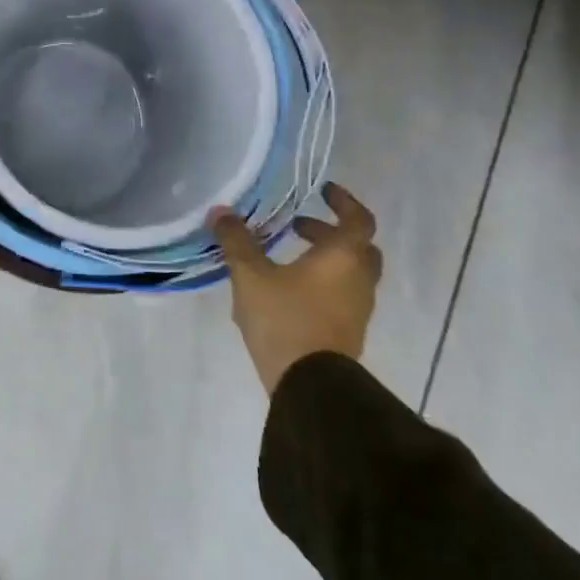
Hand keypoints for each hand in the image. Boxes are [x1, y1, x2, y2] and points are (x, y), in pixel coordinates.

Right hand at [209, 184, 382, 394]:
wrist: (310, 388)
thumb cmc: (285, 319)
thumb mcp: (251, 275)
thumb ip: (237, 241)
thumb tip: (221, 211)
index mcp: (344, 257)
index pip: (358, 218)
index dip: (343, 201)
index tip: (322, 191)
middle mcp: (358, 279)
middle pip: (357, 247)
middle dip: (329, 232)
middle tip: (298, 226)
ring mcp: (357, 309)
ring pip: (349, 273)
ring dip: (324, 259)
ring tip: (285, 257)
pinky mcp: (347, 333)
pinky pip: (340, 296)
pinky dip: (321, 283)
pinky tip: (286, 290)